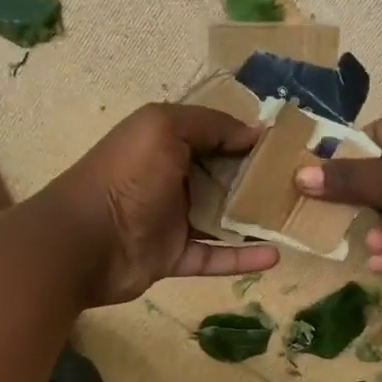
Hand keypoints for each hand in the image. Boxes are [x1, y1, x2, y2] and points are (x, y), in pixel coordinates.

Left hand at [37, 104, 280, 305]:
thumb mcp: (163, 128)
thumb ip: (209, 124)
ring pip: (222, 219)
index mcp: (165, 143)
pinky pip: (214, 257)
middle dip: (257, 180)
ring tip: (294, 219)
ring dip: (254, 219)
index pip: (214, 136)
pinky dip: (242, 257)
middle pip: (222, 178)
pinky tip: (275, 256)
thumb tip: (254, 132)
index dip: (246, 139)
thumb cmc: (125, 176)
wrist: (82, 242)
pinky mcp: (173, 258)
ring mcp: (172, 221)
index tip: (287, 145)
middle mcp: (170, 179)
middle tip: (299, 184)